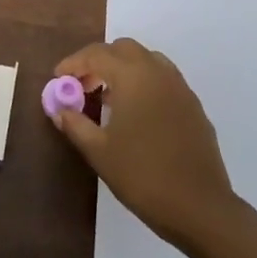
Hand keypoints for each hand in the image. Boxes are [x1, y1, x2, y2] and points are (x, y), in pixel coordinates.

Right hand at [48, 38, 238, 251]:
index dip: (73, 63)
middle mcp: (158, 73)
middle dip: (99, 60)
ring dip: (123, 68)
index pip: (96, 55)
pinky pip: (163, 79)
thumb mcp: (99, 151)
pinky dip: (144, 82)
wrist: (199, 207)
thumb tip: (59, 110)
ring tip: (107, 97)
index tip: (57, 78)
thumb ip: (75, 124)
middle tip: (82, 85)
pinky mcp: (194, 106)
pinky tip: (135, 113)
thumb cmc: (142, 176)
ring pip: (147, 60)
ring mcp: (180, 88)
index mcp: (133, 77)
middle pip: (123, 49)